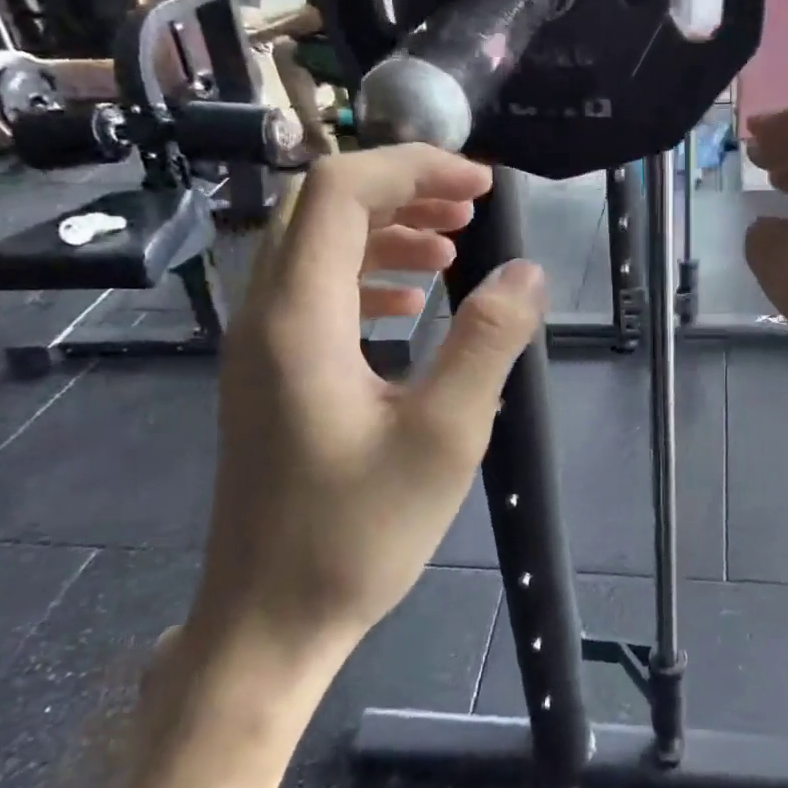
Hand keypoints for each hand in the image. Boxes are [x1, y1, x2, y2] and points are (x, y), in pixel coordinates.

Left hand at [185, 145, 545, 699]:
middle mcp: (265, 315)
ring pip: (316, 246)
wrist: (270, 620)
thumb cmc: (357, 533)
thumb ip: (487, 342)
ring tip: (453, 244)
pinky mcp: (270, 375)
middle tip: (472, 207)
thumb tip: (527, 272)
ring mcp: (260, 346)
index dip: (415, 168)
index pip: (342, 190)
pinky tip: (409, 301)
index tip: (483, 186)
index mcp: (299, 317)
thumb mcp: (445, 436)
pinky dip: (366, 274)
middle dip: (401, 189)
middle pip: (321, 207)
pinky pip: (314, 292)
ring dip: (385, 229)